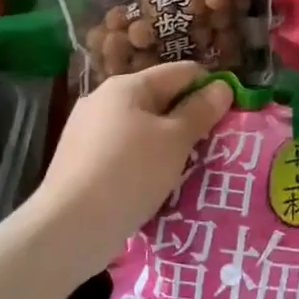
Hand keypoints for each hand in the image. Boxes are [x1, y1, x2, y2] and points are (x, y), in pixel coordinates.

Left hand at [28, 62, 232, 274]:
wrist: (70, 226)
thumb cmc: (130, 173)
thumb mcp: (175, 140)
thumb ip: (200, 111)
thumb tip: (222, 87)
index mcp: (127, 85)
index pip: (182, 72)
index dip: (209, 89)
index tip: (228, 118)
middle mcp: (103, 99)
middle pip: (160, 98)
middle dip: (188, 120)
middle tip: (211, 148)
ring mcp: (87, 130)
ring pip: (141, 127)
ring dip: (166, 144)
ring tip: (185, 171)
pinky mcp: (79, 160)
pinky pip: (123, 151)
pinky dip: (143, 162)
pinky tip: (152, 186)